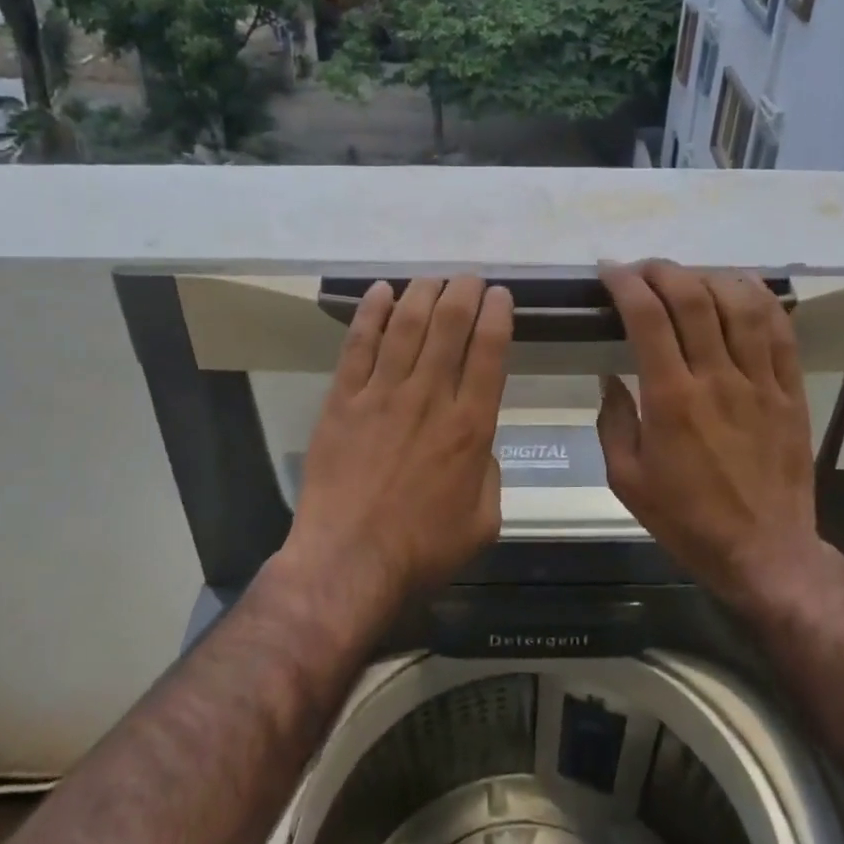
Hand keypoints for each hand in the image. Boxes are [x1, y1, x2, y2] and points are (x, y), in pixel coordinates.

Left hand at [283, 275, 513, 601]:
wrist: (348, 564)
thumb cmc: (421, 551)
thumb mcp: (483, 521)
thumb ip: (489, 473)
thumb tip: (479, 444)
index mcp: (470, 426)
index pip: (489, 352)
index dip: (497, 315)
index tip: (500, 295)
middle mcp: (430, 398)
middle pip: (449, 325)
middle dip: (463, 292)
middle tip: (469, 278)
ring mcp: (382, 395)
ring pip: (406, 325)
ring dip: (423, 293)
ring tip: (433, 279)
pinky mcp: (343, 401)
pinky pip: (358, 344)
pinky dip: (371, 312)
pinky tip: (382, 290)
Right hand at [597, 261, 820, 604]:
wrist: (763, 551)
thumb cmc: (687, 519)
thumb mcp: (626, 480)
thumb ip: (613, 422)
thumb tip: (610, 377)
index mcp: (671, 399)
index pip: (647, 318)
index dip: (626, 284)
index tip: (609, 271)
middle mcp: (717, 379)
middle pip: (693, 299)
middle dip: (663, 270)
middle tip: (643, 268)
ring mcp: (760, 382)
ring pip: (741, 305)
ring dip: (710, 277)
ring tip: (688, 275)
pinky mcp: (790, 391)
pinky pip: (781, 332)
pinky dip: (761, 299)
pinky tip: (742, 286)